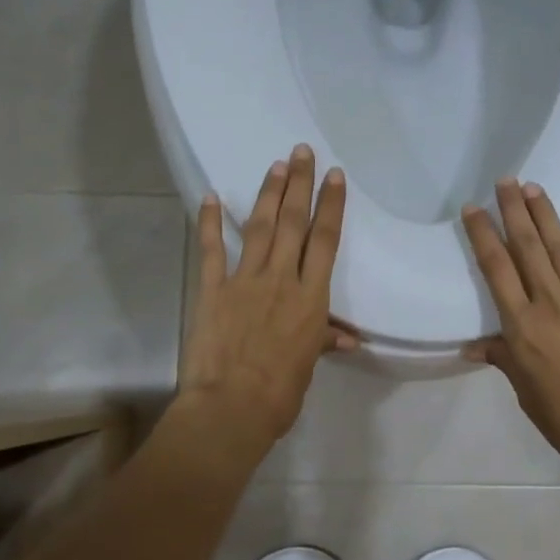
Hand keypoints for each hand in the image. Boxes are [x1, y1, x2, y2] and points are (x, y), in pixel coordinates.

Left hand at [180, 144, 353, 443]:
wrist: (231, 408)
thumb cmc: (279, 393)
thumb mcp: (308, 365)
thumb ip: (324, 341)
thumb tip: (348, 338)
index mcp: (311, 298)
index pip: (325, 241)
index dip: (331, 205)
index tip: (335, 176)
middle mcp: (282, 279)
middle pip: (294, 222)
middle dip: (300, 184)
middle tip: (302, 151)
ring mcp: (245, 280)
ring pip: (260, 228)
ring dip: (268, 194)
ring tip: (276, 165)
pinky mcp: (213, 289)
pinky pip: (212, 250)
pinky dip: (210, 222)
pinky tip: (212, 197)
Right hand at [462, 179, 559, 476]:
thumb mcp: (525, 391)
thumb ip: (504, 360)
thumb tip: (474, 346)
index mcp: (522, 325)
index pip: (497, 269)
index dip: (483, 235)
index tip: (473, 209)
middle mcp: (551, 302)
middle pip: (527, 247)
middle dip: (513, 211)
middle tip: (505, 180)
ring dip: (546, 214)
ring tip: (533, 186)